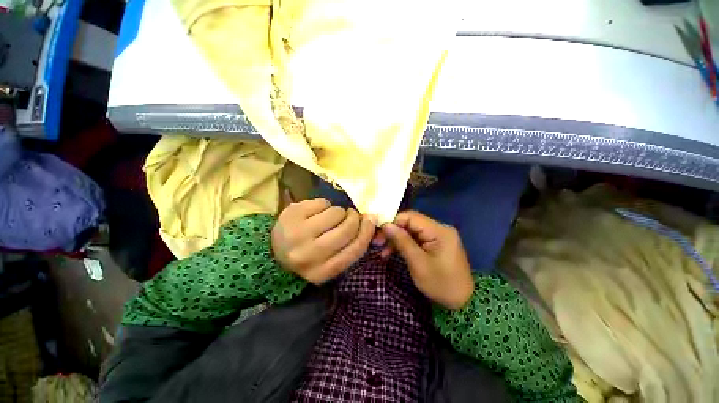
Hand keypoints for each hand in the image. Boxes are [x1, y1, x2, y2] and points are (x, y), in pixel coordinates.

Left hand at [272, 199, 375, 283]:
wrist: (275, 250)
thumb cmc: (310, 255)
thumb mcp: (331, 260)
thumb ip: (352, 245)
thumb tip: (372, 219)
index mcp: (321, 273)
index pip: (354, 250)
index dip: (367, 232)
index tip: (371, 220)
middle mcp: (308, 255)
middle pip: (346, 230)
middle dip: (354, 218)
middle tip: (352, 215)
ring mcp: (297, 233)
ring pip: (335, 213)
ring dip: (339, 212)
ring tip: (331, 216)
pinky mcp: (291, 214)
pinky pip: (322, 202)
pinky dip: (325, 205)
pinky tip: (317, 212)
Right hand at [380, 211, 473, 308]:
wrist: (462, 303)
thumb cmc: (440, 284)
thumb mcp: (418, 263)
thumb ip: (401, 241)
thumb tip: (385, 225)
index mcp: (439, 230)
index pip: (411, 216)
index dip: (393, 221)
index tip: (378, 232)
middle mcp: (439, 228)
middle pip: (410, 223)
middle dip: (393, 231)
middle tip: (377, 242)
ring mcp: (438, 235)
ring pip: (411, 231)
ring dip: (396, 239)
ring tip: (382, 252)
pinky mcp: (435, 243)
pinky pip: (416, 239)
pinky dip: (404, 244)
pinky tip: (392, 253)